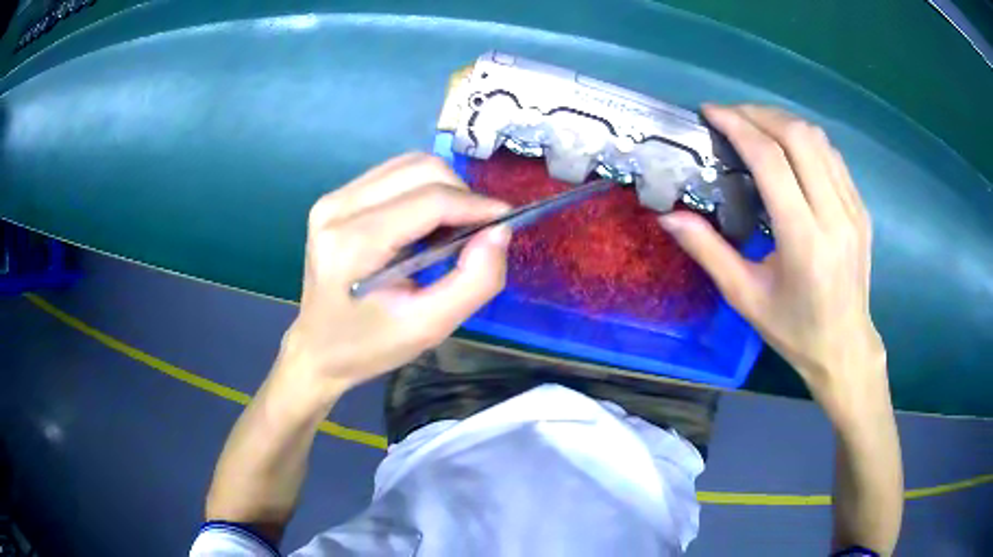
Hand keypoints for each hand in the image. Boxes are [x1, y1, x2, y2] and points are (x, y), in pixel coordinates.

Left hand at [275, 153, 511, 402]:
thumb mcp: (430, 327)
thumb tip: (499, 232)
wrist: (318, 348)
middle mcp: (338, 208)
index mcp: (354, 244)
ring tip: (451, 229)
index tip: (505, 221)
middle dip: (461, 194)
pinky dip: (422, 190)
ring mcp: (332, 199)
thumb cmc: (371, 344)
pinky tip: (424, 223)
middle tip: (476, 232)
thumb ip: (475, 281)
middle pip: (421, 169)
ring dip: (443, 189)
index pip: (430, 201)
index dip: (476, 205)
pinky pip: (393, 174)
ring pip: (409, 164)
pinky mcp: (335, 199)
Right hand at [660, 105, 886, 416]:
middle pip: (798, 137)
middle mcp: (834, 216)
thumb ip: (708, 251)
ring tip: (754, 126)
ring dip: (782, 122)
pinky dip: (804, 140)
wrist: (845, 346)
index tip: (711, 113)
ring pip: (818, 140)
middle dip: (759, 114)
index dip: (738, 126)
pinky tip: (787, 148)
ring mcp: (853, 209)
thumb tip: (667, 216)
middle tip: (730, 116)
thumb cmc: (794, 330)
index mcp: (804, 241)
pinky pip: (832, 156)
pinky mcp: (861, 208)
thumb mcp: (745, 297)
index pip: (772, 161)